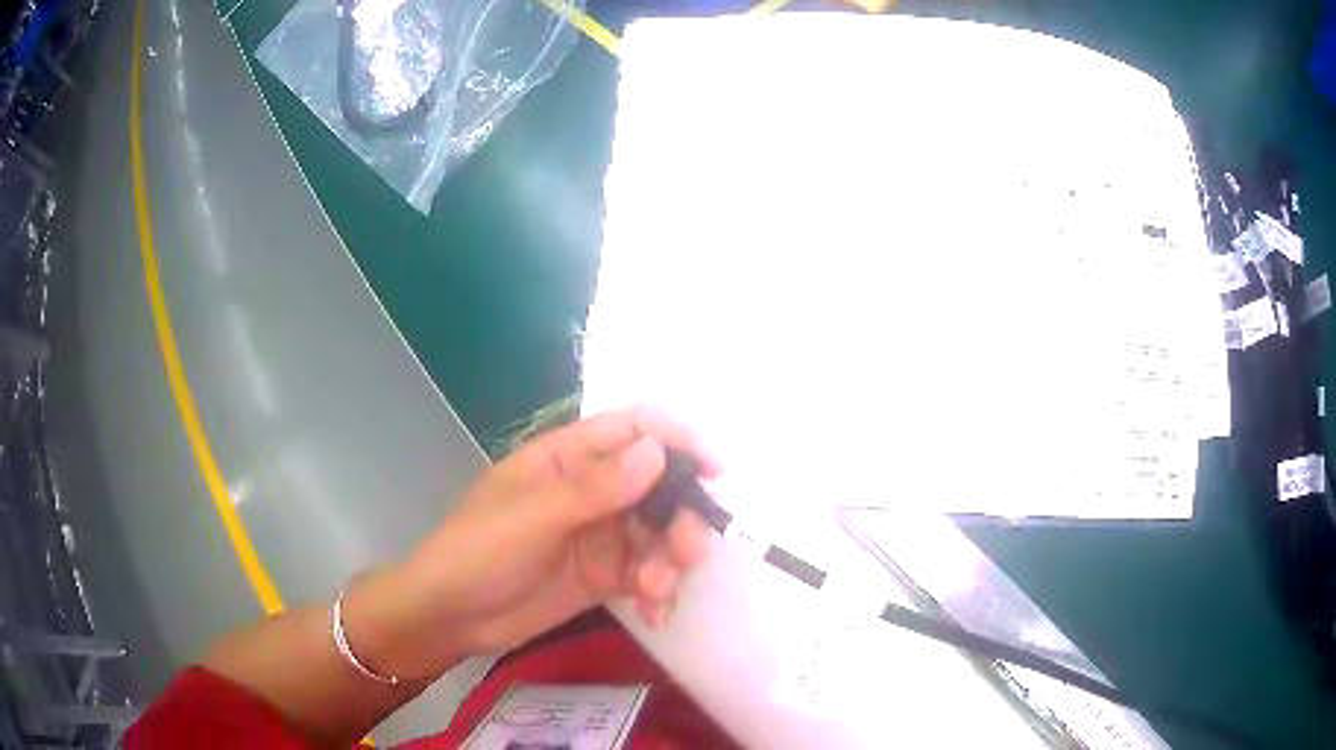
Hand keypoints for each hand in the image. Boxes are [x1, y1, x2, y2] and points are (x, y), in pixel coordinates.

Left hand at [359, 406, 720, 676]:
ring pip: (661, 533)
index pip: (634, 428)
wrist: (451, 616)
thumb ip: (596, 487)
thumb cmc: (479, 551)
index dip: (678, 440)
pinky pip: (650, 574)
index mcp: (569, 457)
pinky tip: (654, 613)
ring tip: (657, 593)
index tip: (715, 471)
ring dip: (672, 561)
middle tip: (689, 554)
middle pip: (660, 485)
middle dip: (682, 517)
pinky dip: (660, 591)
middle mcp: (593, 489)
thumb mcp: (533, 517)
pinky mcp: (605, 575)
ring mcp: (602, 534)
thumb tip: (659, 451)